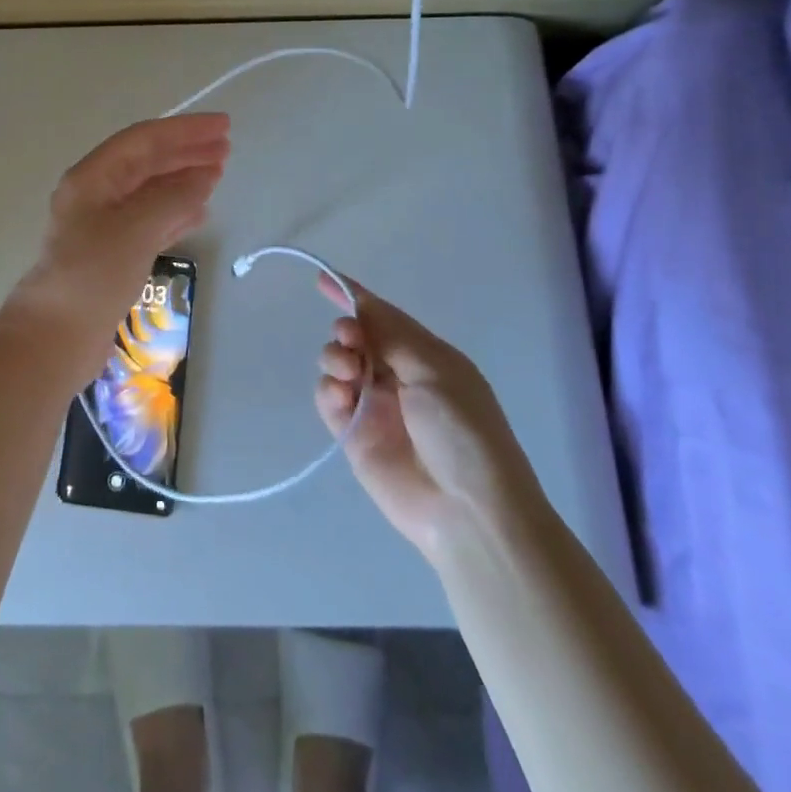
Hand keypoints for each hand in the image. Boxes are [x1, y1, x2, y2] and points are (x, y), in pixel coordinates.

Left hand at [1, 114, 229, 392]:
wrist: (55, 337)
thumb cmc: (92, 275)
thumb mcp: (135, 229)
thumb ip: (172, 199)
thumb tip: (204, 177)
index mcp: (92, 178)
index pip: (143, 140)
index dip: (184, 130)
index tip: (223, 126)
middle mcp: (96, 195)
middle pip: (147, 162)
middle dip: (185, 152)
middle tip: (225, 148)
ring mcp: (104, 226)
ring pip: (150, 191)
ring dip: (183, 180)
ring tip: (217, 174)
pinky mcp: (113, 255)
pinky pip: (151, 221)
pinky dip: (176, 212)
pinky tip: (199, 212)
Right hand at [315, 277, 531, 563]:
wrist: (468, 513)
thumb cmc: (463, 432)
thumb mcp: (435, 372)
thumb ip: (391, 336)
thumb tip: (360, 305)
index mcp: (426, 357)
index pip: (383, 317)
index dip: (353, 296)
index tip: (321, 278)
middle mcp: (398, 377)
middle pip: (356, 338)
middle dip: (346, 330)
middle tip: (350, 341)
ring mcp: (375, 407)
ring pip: (338, 365)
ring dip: (335, 358)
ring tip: (346, 372)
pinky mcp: (355, 435)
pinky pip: (329, 400)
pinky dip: (328, 390)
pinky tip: (339, 395)